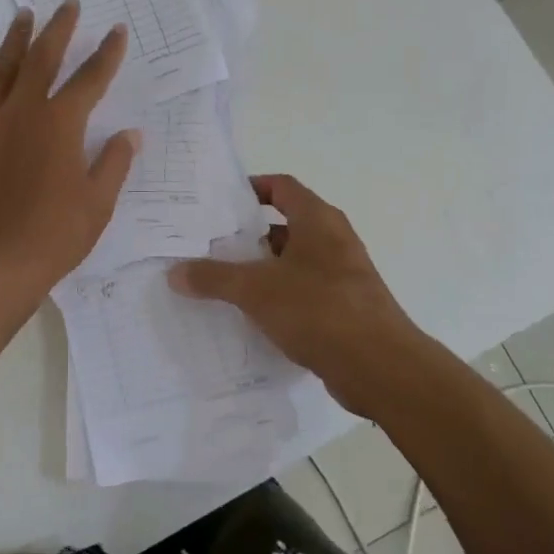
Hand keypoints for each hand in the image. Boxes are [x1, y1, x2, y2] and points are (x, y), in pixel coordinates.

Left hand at [0, 0, 137, 309]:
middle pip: (42, 58)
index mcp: (61, 123)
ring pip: (3, 70)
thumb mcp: (97, 203)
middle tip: (68, 4)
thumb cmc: (54, 235)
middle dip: (59, 29)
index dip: (106, 54)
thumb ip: (114, 163)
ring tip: (24, 16)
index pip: (90, 79)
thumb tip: (130, 134)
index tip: (116, 32)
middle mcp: (23, 112)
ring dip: (16, 41)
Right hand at [169, 174, 420, 413]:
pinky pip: (303, 292)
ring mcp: (342, 275)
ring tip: (220, 282)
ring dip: (261, 269)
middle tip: (208, 245)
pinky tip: (250, 316)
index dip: (251, 188)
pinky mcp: (345, 308)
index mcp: (318, 220)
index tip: (219, 202)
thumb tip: (175, 272)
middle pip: (285, 225)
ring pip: (292, 262)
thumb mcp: (255, 289)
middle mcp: (333, 240)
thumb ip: (213, 278)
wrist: (379, 366)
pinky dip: (278, 297)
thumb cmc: (318, 309)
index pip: (282, 187)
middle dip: (248, 235)